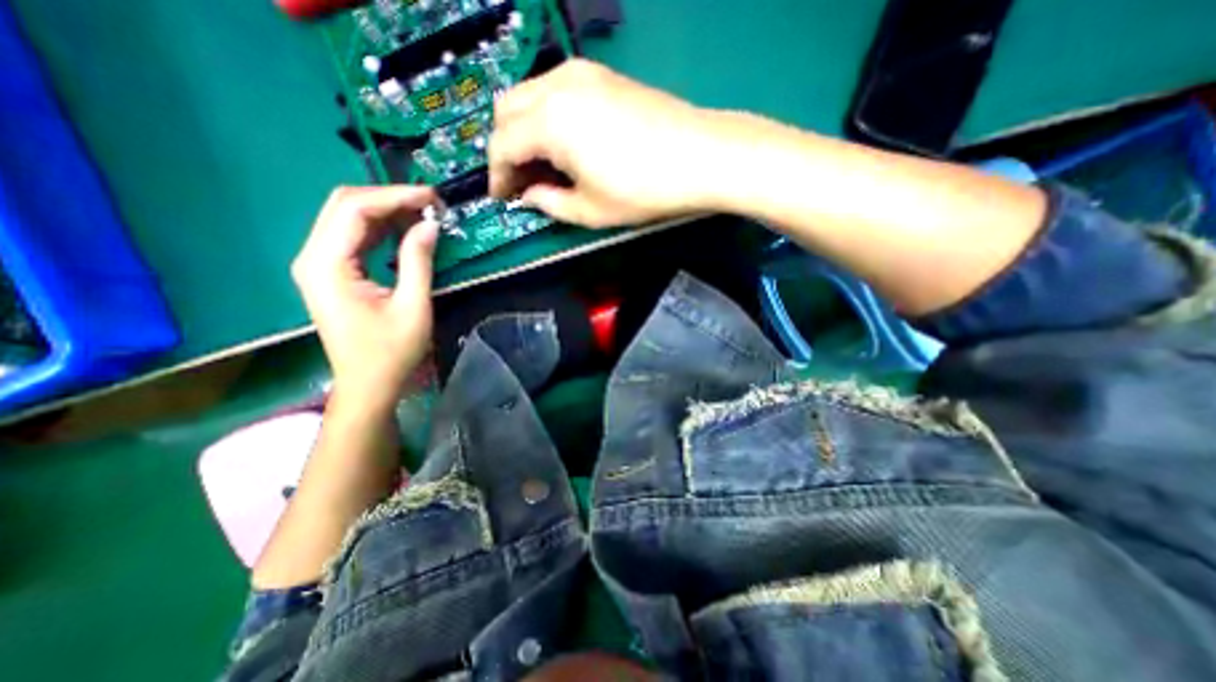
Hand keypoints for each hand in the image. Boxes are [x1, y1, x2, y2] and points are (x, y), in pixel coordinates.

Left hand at [291, 185, 438, 412]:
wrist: (367, 384)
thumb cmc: (391, 352)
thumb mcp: (412, 307)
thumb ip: (418, 261)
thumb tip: (430, 224)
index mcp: (327, 265)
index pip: (353, 209)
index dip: (394, 196)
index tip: (432, 197)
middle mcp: (313, 257)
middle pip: (345, 206)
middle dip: (389, 198)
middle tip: (431, 204)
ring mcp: (319, 264)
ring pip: (348, 217)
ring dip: (387, 211)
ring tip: (424, 213)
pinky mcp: (332, 272)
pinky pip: (354, 237)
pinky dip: (381, 228)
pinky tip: (406, 230)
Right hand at [491, 59, 731, 229]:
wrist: (700, 156)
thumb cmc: (643, 191)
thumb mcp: (590, 210)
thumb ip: (550, 203)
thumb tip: (528, 195)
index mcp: (550, 122)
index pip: (502, 144)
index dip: (497, 175)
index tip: (501, 197)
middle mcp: (558, 86)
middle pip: (507, 111)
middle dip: (506, 148)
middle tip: (521, 181)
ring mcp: (582, 74)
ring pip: (530, 95)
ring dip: (525, 129)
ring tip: (542, 165)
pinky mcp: (603, 75)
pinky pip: (556, 90)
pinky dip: (547, 116)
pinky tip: (565, 142)